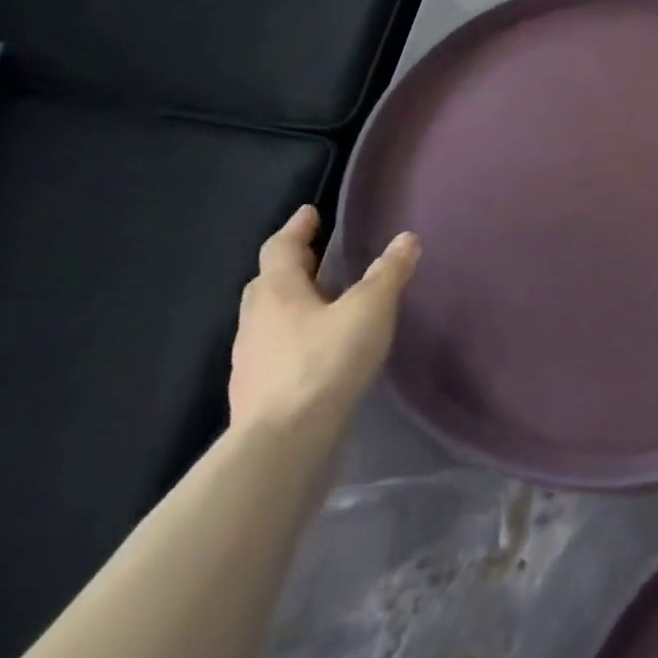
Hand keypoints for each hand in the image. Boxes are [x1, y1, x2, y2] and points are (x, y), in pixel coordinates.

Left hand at [229, 206, 420, 431]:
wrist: (283, 444)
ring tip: (321, 305)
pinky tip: (316, 353)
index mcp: (277, 292)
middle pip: (268, 282)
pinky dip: (293, 340)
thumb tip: (406, 238)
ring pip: (268, 319)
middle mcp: (256, 321)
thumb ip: (388, 273)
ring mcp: (251, 360)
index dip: (297, 228)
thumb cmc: (325, 363)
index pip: (280, 248)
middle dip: (291, 266)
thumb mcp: (369, 310)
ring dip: (291, 305)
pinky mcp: (257, 393)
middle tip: (315, 256)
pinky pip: (274, 351)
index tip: (310, 213)